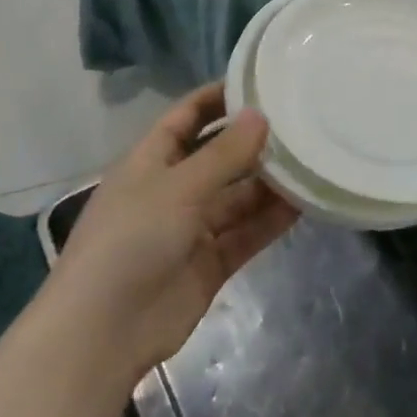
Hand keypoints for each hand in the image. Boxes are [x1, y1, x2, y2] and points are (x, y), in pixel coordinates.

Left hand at [55, 83, 297, 378]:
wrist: (102, 335)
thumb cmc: (130, 242)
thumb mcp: (178, 187)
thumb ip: (224, 153)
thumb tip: (261, 114)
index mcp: (150, 162)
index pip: (187, 117)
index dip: (218, 97)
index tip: (261, 81)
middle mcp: (172, 190)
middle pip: (219, 157)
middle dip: (254, 141)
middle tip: (302, 121)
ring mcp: (192, 229)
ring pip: (239, 196)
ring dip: (271, 182)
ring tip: (314, 159)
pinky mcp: (210, 263)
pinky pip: (247, 232)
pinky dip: (273, 219)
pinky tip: (306, 202)